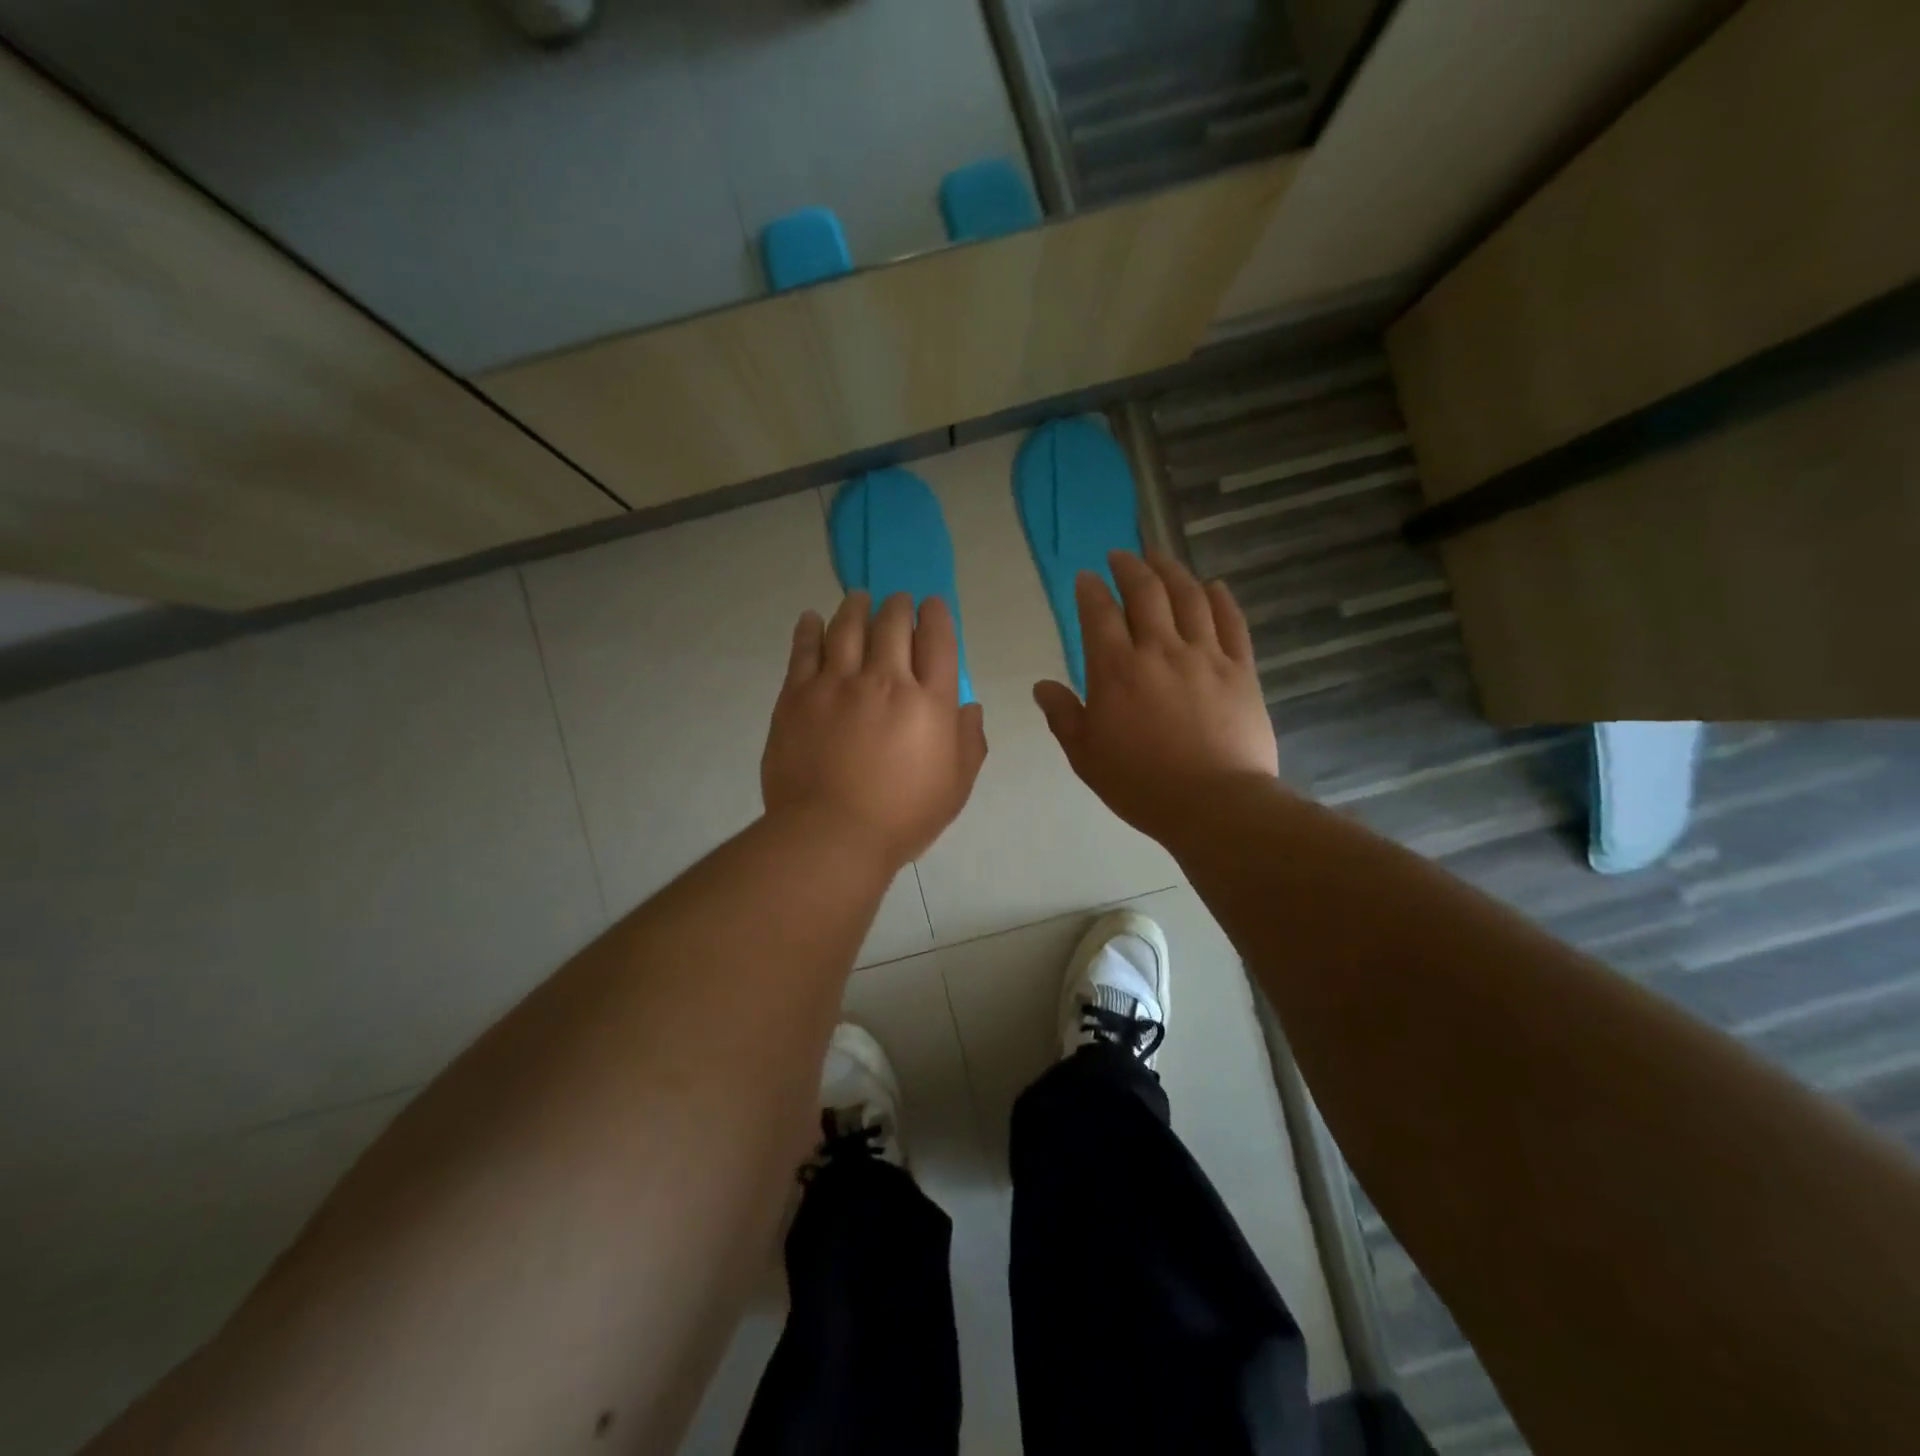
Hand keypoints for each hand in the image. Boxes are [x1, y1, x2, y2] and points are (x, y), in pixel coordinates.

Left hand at [763, 591, 987, 865]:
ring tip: (859, 598)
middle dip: (898, 606)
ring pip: (847, 626)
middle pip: (893, 624)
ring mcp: (837, 683)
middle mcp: (885, 680)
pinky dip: (810, 628)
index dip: (936, 615)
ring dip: (856, 606)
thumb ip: (969, 742)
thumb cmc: (902, 817)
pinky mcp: (798, 695)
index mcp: (930, 702)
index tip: (932, 606)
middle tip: (897, 603)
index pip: (938, 640)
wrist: (831, 834)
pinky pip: (804, 649)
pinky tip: (812, 619)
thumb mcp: (956, 787)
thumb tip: (968, 707)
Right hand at [1034, 550, 1277, 839]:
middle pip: (1146, 592)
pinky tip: (1213, 585)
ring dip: (1172, 571)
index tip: (1086, 578)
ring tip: (1160, 558)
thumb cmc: (1141, 785)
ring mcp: (1205, 656)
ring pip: (1189, 596)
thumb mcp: (1086, 756)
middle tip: (1121, 556)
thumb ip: (1063, 716)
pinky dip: (1220, 598)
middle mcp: (1160, 650)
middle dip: (1130, 567)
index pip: (1099, 614)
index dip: (1090, 590)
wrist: (1215, 804)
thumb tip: (1042, 686)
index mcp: (1117, 671)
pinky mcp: (1241, 669)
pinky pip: (1231, 621)